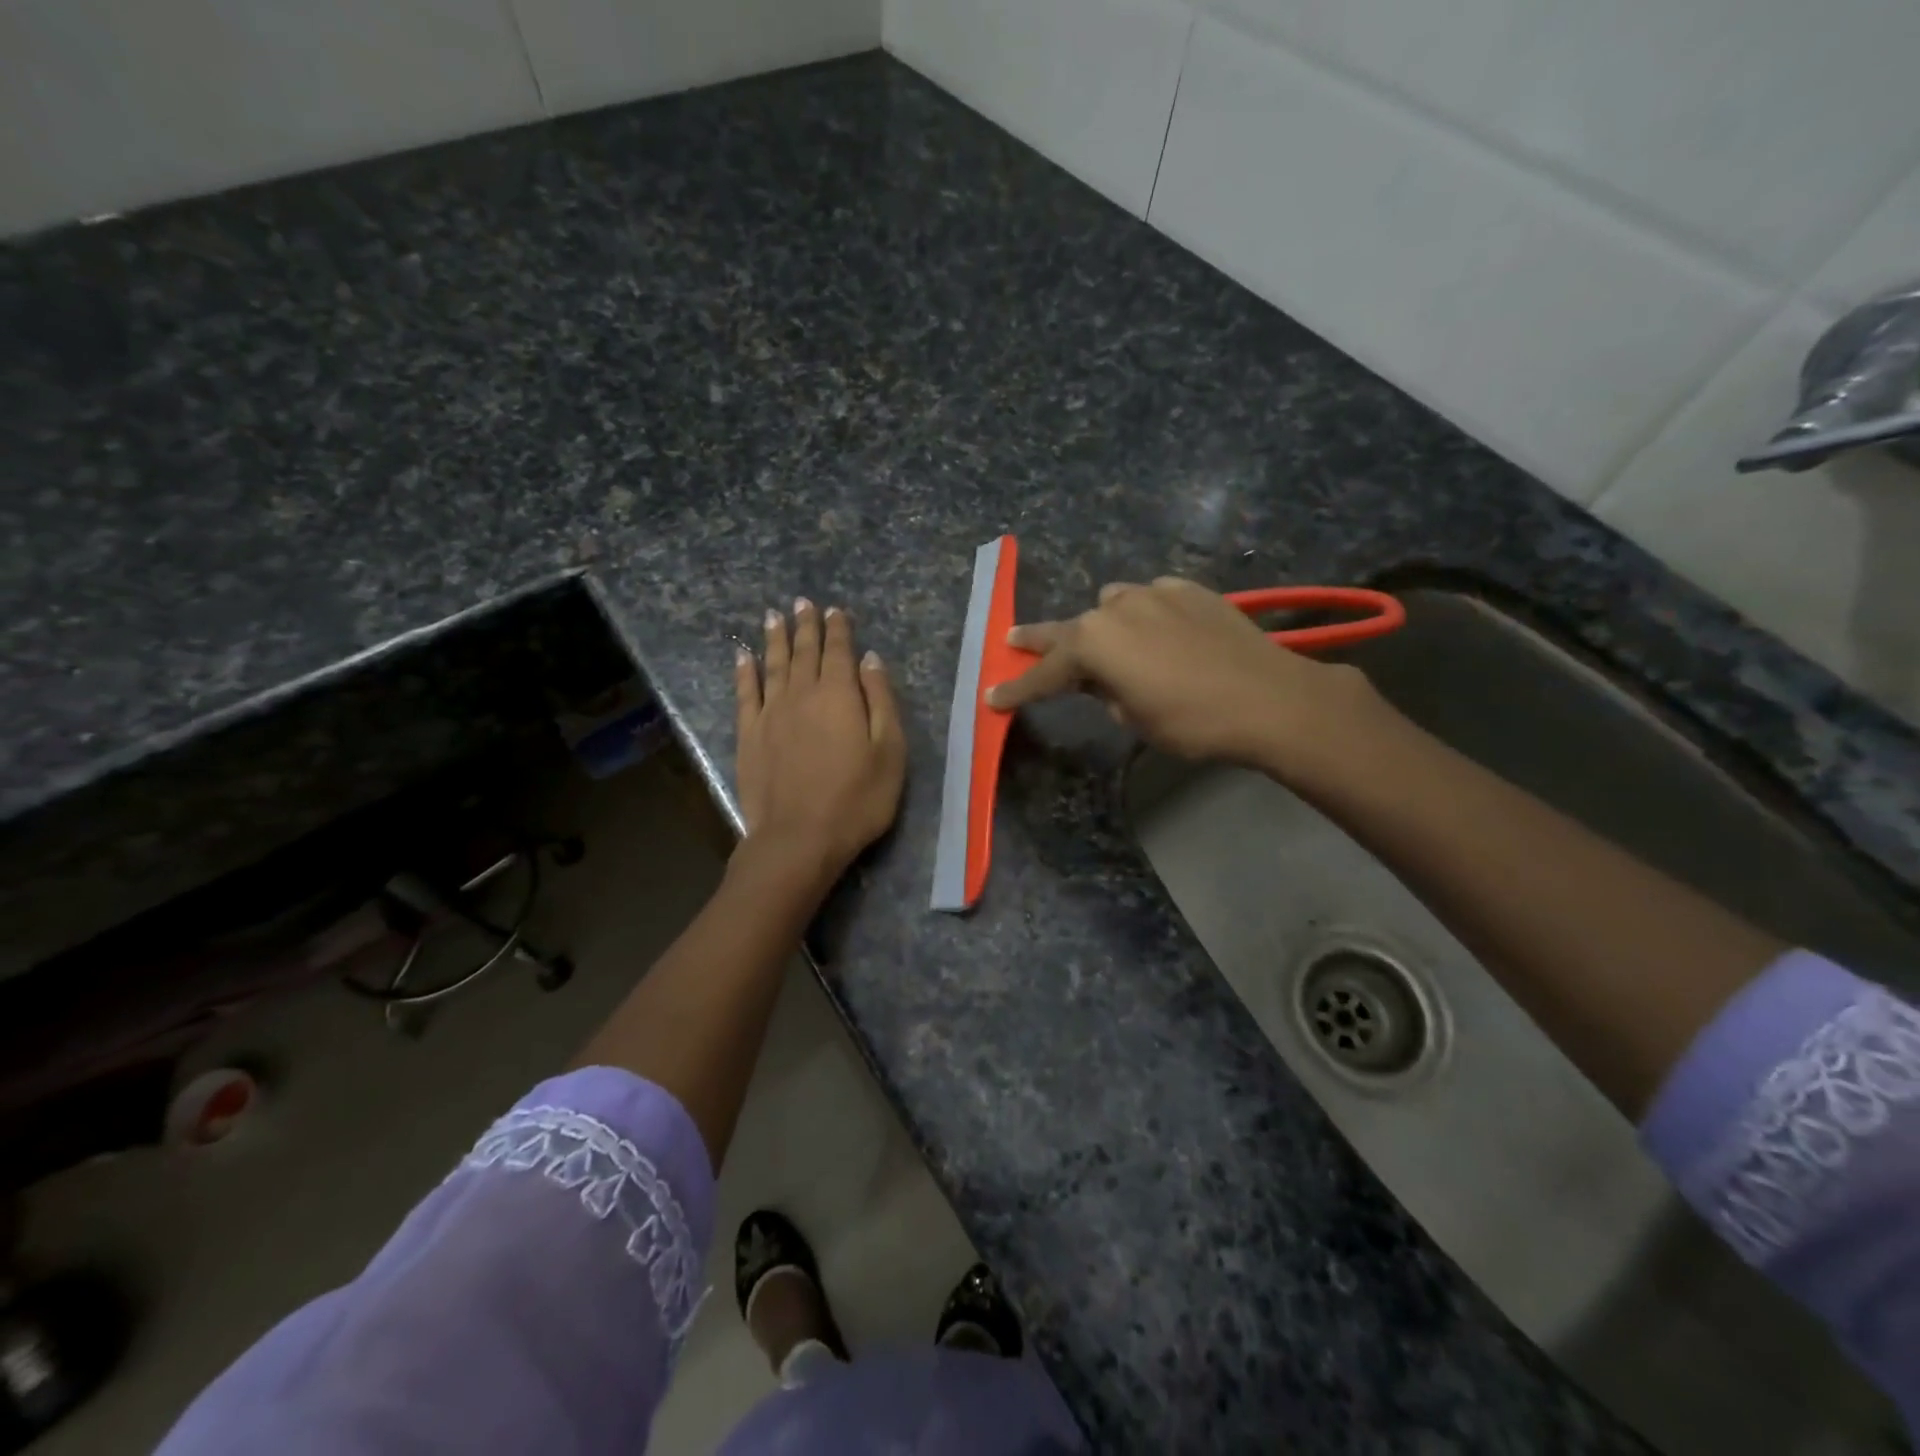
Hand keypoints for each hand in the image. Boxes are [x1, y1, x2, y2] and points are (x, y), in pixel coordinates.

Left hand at [735, 599, 905, 881]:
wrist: (799, 838)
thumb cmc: (857, 799)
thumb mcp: (889, 751)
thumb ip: (881, 701)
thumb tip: (870, 660)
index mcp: (840, 695)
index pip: (839, 651)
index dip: (838, 629)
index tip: (835, 610)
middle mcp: (802, 694)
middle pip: (804, 651)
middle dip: (805, 625)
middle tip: (802, 602)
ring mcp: (771, 713)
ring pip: (773, 665)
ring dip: (775, 638)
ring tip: (774, 616)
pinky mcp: (749, 735)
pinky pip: (746, 693)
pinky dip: (745, 671)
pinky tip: (743, 656)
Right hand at [986, 576, 1383, 773]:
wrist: (1268, 698)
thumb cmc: (1191, 721)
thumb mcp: (1134, 720)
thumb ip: (1106, 693)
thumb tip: (1104, 681)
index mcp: (1093, 644)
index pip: (1044, 673)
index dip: (1018, 690)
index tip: (994, 699)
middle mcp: (1115, 609)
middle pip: (1066, 628)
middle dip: (1039, 640)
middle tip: (1014, 641)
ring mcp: (1153, 593)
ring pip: (1112, 604)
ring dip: (1105, 625)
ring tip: (1116, 645)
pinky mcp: (1188, 589)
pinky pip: (1153, 598)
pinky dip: (1148, 615)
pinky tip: (1164, 633)